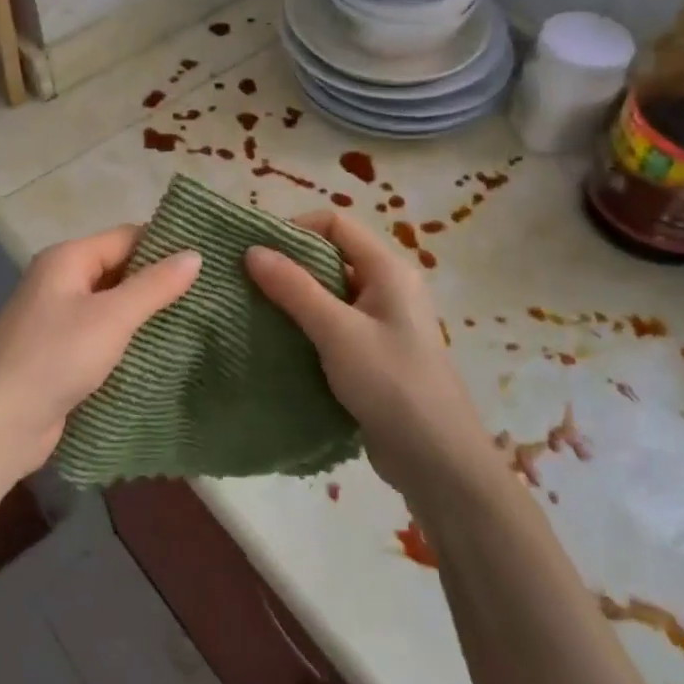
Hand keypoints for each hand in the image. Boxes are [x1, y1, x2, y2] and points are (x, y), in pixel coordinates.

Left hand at [0, 226, 200, 490]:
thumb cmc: (54, 357)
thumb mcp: (111, 317)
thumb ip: (154, 285)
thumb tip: (195, 254)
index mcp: (67, 259)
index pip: (126, 237)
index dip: (166, 246)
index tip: (209, 261)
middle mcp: (61, 283)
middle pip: (120, 271)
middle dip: (160, 282)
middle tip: (210, 294)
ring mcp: (60, 320)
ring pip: (114, 307)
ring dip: (148, 316)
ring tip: (199, 322)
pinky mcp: (63, 355)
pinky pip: (105, 338)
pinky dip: (131, 342)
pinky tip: (165, 353)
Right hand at [246, 212, 488, 501]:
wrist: (437, 460)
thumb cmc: (390, 383)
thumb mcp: (337, 331)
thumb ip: (294, 288)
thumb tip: (252, 250)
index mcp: (388, 269)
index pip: (336, 223)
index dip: (295, 228)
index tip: (256, 251)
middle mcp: (388, 287)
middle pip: (332, 256)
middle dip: (290, 265)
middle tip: (247, 282)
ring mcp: (382, 322)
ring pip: (331, 294)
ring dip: (295, 299)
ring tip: (254, 311)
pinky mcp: (374, 354)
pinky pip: (335, 326)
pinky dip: (307, 328)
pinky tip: (279, 342)